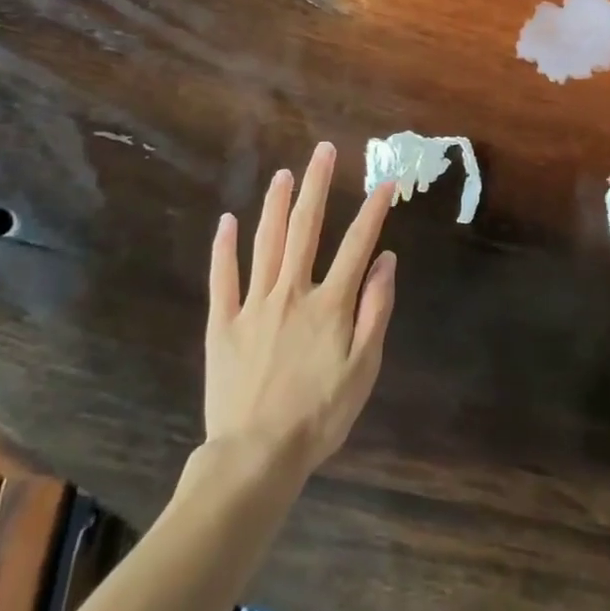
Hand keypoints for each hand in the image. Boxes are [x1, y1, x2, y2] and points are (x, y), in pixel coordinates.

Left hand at [205, 142, 395, 476]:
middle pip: (306, 228)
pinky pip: (223, 279)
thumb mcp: (363, 369)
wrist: (255, 459)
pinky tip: (227, 222)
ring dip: (276, 205)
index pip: (357, 245)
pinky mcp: (224, 324)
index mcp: (329, 304)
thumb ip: (375, 311)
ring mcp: (254, 305)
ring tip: (283, 175)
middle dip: (316, 186)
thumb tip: (386, 260)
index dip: (373, 211)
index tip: (386, 182)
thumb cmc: (318, 417)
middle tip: (322, 152)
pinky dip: (224, 249)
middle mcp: (292, 292)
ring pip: (266, 243)